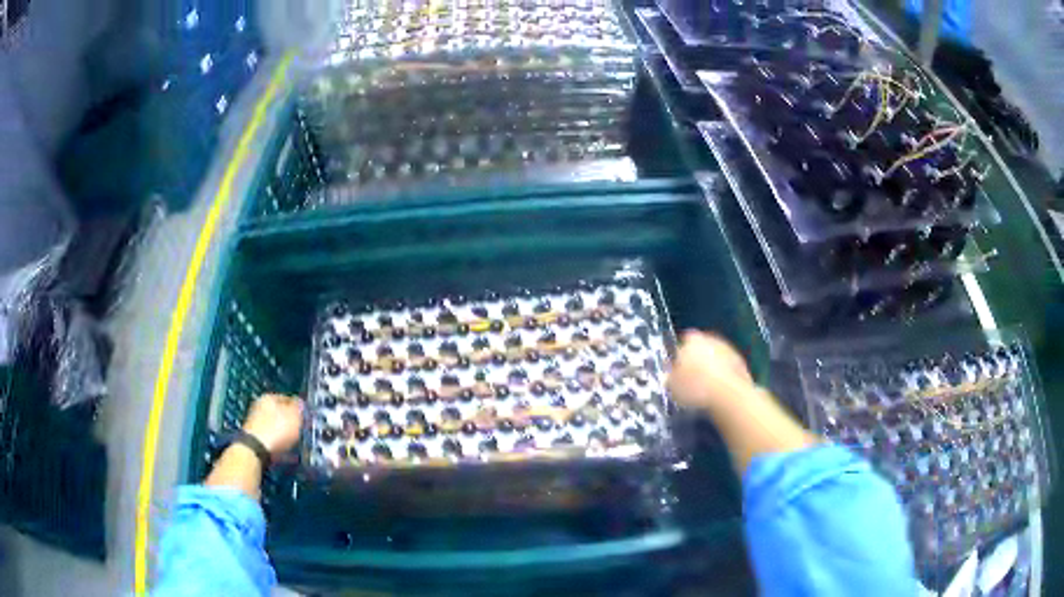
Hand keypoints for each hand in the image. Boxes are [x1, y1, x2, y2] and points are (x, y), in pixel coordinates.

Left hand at [242, 394, 304, 454]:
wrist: (255, 449)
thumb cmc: (276, 430)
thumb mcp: (294, 417)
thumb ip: (298, 408)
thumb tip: (300, 402)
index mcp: (268, 397)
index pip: (287, 398)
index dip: (298, 408)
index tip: (305, 418)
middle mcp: (259, 406)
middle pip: (279, 412)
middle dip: (289, 421)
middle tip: (299, 431)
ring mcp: (255, 422)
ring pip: (274, 426)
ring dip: (283, 433)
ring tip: (293, 443)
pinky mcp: (253, 437)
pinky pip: (270, 438)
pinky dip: (277, 443)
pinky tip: (284, 451)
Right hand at [668, 331, 753, 412]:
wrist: (726, 394)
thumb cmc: (696, 388)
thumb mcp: (673, 387)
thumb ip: (670, 379)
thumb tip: (668, 379)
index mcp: (692, 340)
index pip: (683, 343)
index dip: (680, 357)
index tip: (677, 370)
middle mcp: (711, 339)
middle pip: (701, 348)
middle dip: (697, 361)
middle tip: (691, 379)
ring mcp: (727, 350)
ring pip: (715, 357)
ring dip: (711, 369)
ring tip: (705, 389)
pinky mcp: (740, 362)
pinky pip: (727, 368)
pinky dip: (723, 376)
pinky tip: (718, 391)